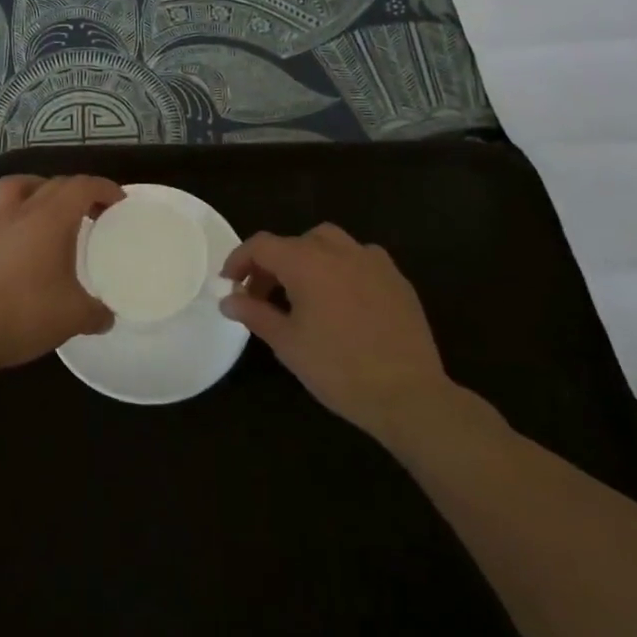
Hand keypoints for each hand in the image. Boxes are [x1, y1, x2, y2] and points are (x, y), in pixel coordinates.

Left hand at [0, 175, 122, 372]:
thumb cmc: (25, 313)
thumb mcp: (73, 316)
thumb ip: (95, 313)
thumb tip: (106, 317)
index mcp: (50, 218)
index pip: (81, 186)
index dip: (103, 188)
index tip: (118, 200)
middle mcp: (21, 212)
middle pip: (53, 183)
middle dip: (77, 190)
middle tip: (94, 211)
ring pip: (16, 188)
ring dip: (39, 190)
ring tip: (51, 213)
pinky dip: (15, 221)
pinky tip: (20, 247)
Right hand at [220, 224, 456, 443]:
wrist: (408, 394)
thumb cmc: (338, 369)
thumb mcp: (287, 344)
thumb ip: (254, 314)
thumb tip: (228, 300)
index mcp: (306, 262)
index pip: (261, 245)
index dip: (239, 260)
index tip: (230, 284)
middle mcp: (338, 250)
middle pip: (294, 242)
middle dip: (273, 264)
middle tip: (263, 296)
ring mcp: (372, 260)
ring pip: (330, 242)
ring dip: (308, 258)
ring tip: (303, 292)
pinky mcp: (396, 278)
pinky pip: (360, 258)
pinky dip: (341, 268)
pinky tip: (342, 298)